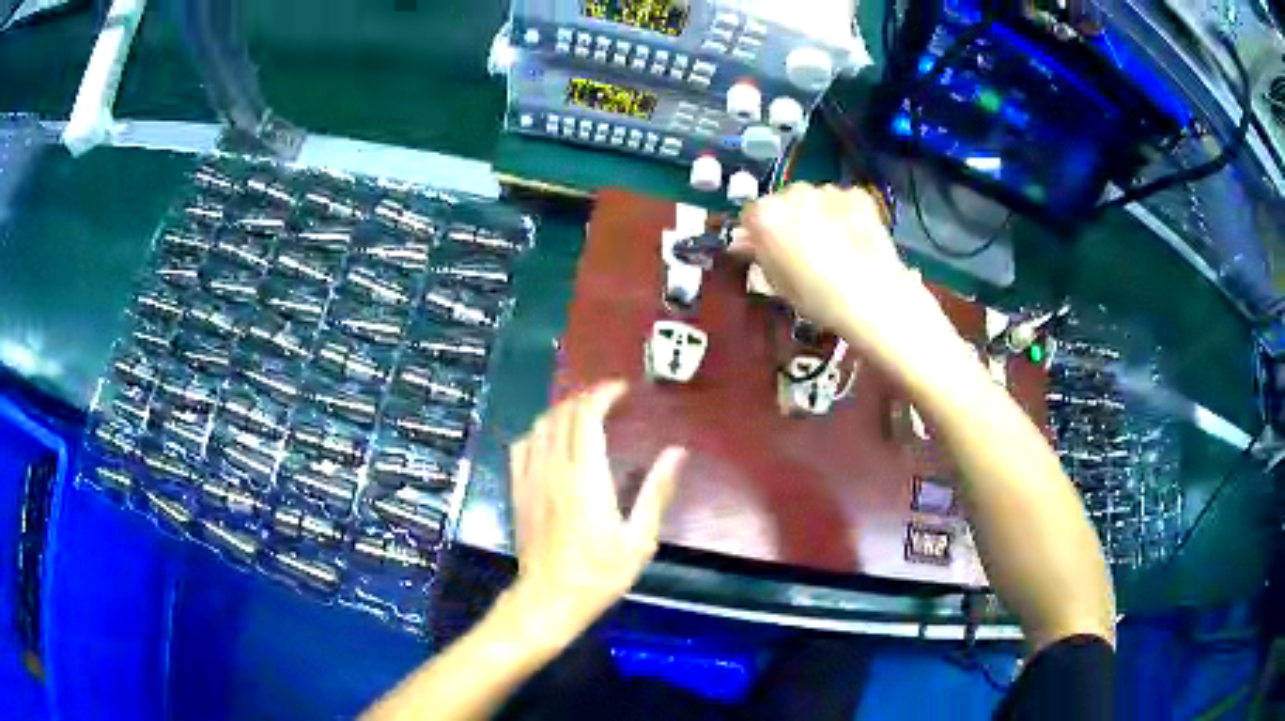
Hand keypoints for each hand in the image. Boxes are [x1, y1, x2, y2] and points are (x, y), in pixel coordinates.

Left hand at [508, 381, 686, 635]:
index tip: (622, 389)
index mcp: (586, 478)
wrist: (549, 598)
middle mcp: (554, 470)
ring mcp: (530, 478)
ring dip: (563, 411)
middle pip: (563, 414)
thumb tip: (676, 452)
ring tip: (585, 414)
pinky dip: (539, 431)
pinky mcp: (518, 490)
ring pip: (540, 425)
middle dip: (586, 397)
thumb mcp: (639, 540)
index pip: (586, 417)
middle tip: (610, 400)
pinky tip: (552, 439)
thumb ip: (656, 492)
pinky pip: (521, 445)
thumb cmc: (599, 574)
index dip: (602, 394)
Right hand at [736, 184, 965, 371]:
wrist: (872, 295)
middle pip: (782, 202)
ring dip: (817, 215)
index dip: (759, 234)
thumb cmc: (817, 297)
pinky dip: (843, 214)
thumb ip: (758, 256)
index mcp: (765, 215)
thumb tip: (744, 244)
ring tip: (833, 246)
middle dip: (789, 219)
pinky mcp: (856, 195)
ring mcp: (827, 190)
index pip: (750, 215)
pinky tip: (853, 239)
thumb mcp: (778, 284)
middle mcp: (792, 193)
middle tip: (803, 251)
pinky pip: (841, 201)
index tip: (769, 252)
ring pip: (813, 199)